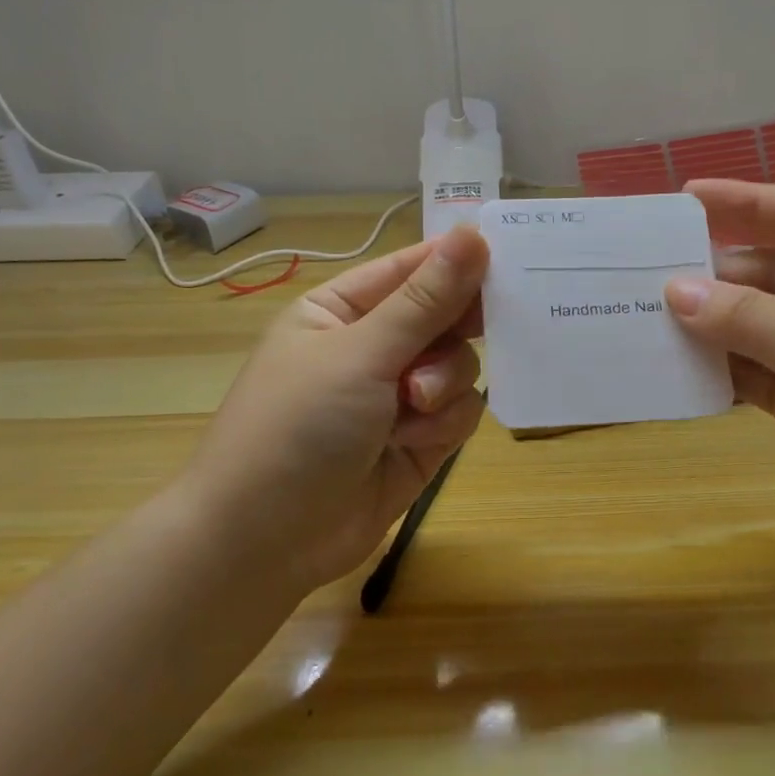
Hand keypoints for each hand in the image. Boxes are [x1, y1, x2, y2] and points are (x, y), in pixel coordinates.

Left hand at [176, 224, 489, 597]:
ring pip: (460, 366)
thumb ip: (425, 301)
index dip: (458, 262)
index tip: (509, 258)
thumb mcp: (360, 354)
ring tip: (413, 407)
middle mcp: (373, 346)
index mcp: (343, 309)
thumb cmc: (297, 426)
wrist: (265, 541)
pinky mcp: (420, 439)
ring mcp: (398, 395)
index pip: (413, 269)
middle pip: (445, 316)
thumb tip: (473, 234)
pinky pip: (461, 411)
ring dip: (443, 384)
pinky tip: (414, 440)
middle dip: (455, 331)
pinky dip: (444, 423)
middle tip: (481, 330)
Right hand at [665, 180, 774, 585]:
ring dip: (709, 324)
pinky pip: (752, 374)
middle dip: (714, 272)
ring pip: (755, 326)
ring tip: (645, 319)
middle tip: (645, 272)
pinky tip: (676, 371)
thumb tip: (674, 291)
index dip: (749, 201)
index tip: (686, 198)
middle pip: (770, 273)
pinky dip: (718, 371)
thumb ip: (752, 321)